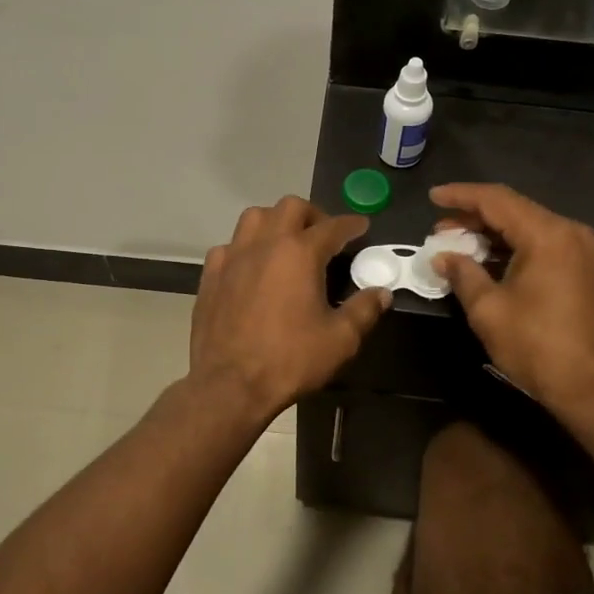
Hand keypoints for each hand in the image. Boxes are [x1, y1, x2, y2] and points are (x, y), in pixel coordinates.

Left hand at [189, 196, 391, 421]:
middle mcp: (265, 244)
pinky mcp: (211, 275)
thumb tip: (382, 293)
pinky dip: (245, 248)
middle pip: (291, 207)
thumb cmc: (290, 360)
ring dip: (276, 222)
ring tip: (287, 243)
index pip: (333, 227)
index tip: (362, 227)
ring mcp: (233, 257)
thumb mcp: (340, 340)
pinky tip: (251, 267)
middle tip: (324, 235)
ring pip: (255, 217)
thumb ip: (364, 310)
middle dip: (313, 215)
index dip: (352, 225)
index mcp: (300, 253)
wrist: (230, 385)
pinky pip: (229, 246)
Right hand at [428, 183, 593, 413]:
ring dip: (493, 233)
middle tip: (440, 231)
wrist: (593, 387)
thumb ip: (463, 273)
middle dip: (474, 217)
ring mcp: (583, 250)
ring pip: (529, 227)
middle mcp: (570, 232)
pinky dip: (514, 247)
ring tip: (458, 245)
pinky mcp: (586, 269)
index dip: (461, 196)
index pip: (496, 200)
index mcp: (548, 234)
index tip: (432, 197)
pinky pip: (544, 244)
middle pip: (515, 210)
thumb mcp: (489, 309)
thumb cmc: (537, 346)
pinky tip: (489, 260)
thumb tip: (442, 257)